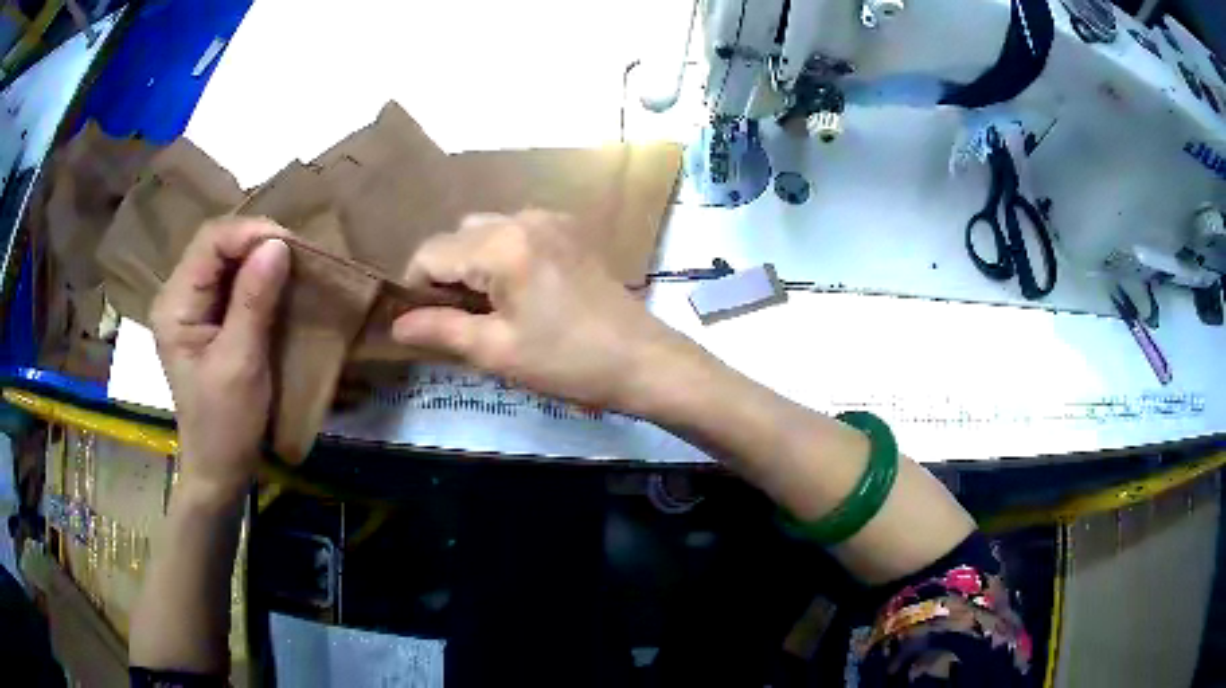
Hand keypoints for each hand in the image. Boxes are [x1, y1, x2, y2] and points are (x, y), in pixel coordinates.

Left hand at [150, 217, 290, 504]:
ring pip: (225, 258)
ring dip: (259, 257)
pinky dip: (256, 276)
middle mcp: (177, 295)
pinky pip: (231, 280)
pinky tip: (276, 283)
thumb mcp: (240, 363)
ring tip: (292, 265)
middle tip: (297, 255)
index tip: (291, 245)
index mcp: (175, 304)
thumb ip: (254, 301)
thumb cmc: (225, 424)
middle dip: (256, 241)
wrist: (219, 468)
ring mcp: (191, 306)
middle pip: (216, 244)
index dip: (250, 233)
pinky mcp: (205, 318)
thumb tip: (278, 243)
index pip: (210, 241)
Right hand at [391, 211, 688, 410]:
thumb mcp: (497, 351)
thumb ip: (440, 330)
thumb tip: (396, 324)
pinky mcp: (570, 230)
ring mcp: (551, 219)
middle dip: (445, 274)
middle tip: (456, 320)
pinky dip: (502, 255)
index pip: (430, 252)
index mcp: (501, 244)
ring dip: (473, 263)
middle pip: (457, 236)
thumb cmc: (568, 361)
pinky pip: (516, 231)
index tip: (421, 323)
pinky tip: (519, 290)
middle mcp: (523, 217)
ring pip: (485, 230)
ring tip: (487, 308)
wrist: (643, 360)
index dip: (415, 288)